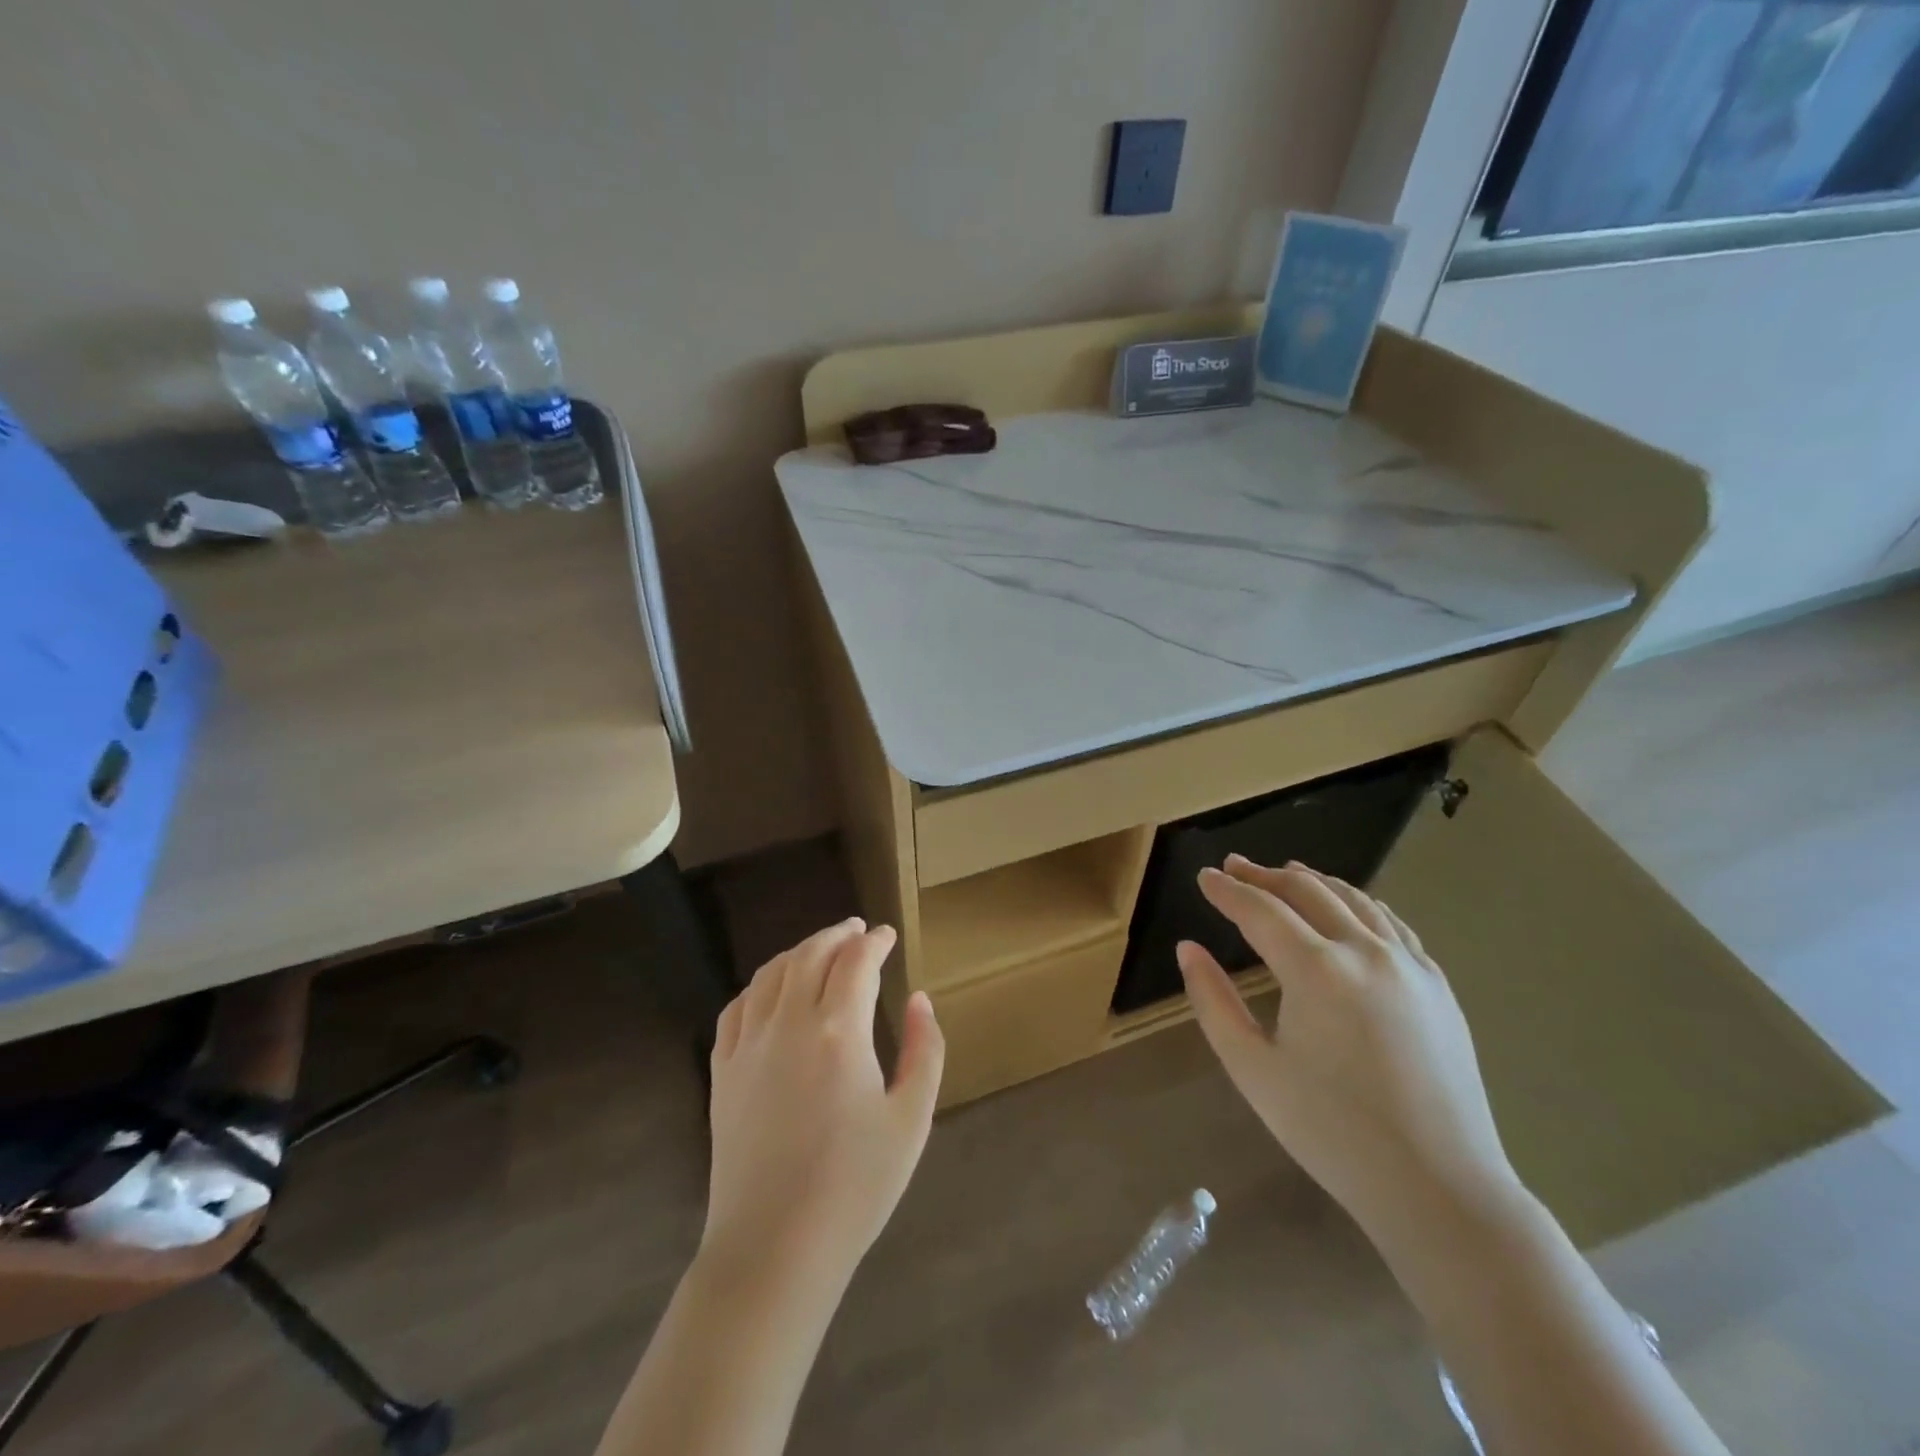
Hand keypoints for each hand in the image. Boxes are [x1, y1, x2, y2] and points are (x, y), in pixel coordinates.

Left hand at [701, 919, 944, 1294]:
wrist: (774, 1248)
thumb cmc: (855, 1186)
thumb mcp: (911, 1119)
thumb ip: (924, 1050)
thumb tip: (919, 999)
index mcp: (838, 1031)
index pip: (856, 962)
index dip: (875, 941)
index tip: (889, 935)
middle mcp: (788, 1023)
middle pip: (810, 955)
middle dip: (837, 935)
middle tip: (857, 930)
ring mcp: (748, 1046)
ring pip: (770, 974)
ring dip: (798, 952)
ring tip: (819, 950)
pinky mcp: (722, 1072)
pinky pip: (737, 1008)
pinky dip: (759, 985)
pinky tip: (771, 991)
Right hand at [1178, 857, 1520, 1246]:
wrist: (1440, 1188)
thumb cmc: (1332, 1132)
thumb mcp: (1252, 1070)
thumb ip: (1213, 1002)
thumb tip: (1188, 949)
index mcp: (1317, 970)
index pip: (1260, 910)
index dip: (1227, 890)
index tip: (1203, 876)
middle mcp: (1366, 952)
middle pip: (1308, 891)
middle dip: (1265, 876)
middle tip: (1235, 867)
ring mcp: (1410, 966)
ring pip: (1355, 900)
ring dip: (1314, 882)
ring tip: (1286, 874)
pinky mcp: (1438, 986)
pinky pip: (1392, 925)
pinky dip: (1359, 905)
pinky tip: (1349, 909)